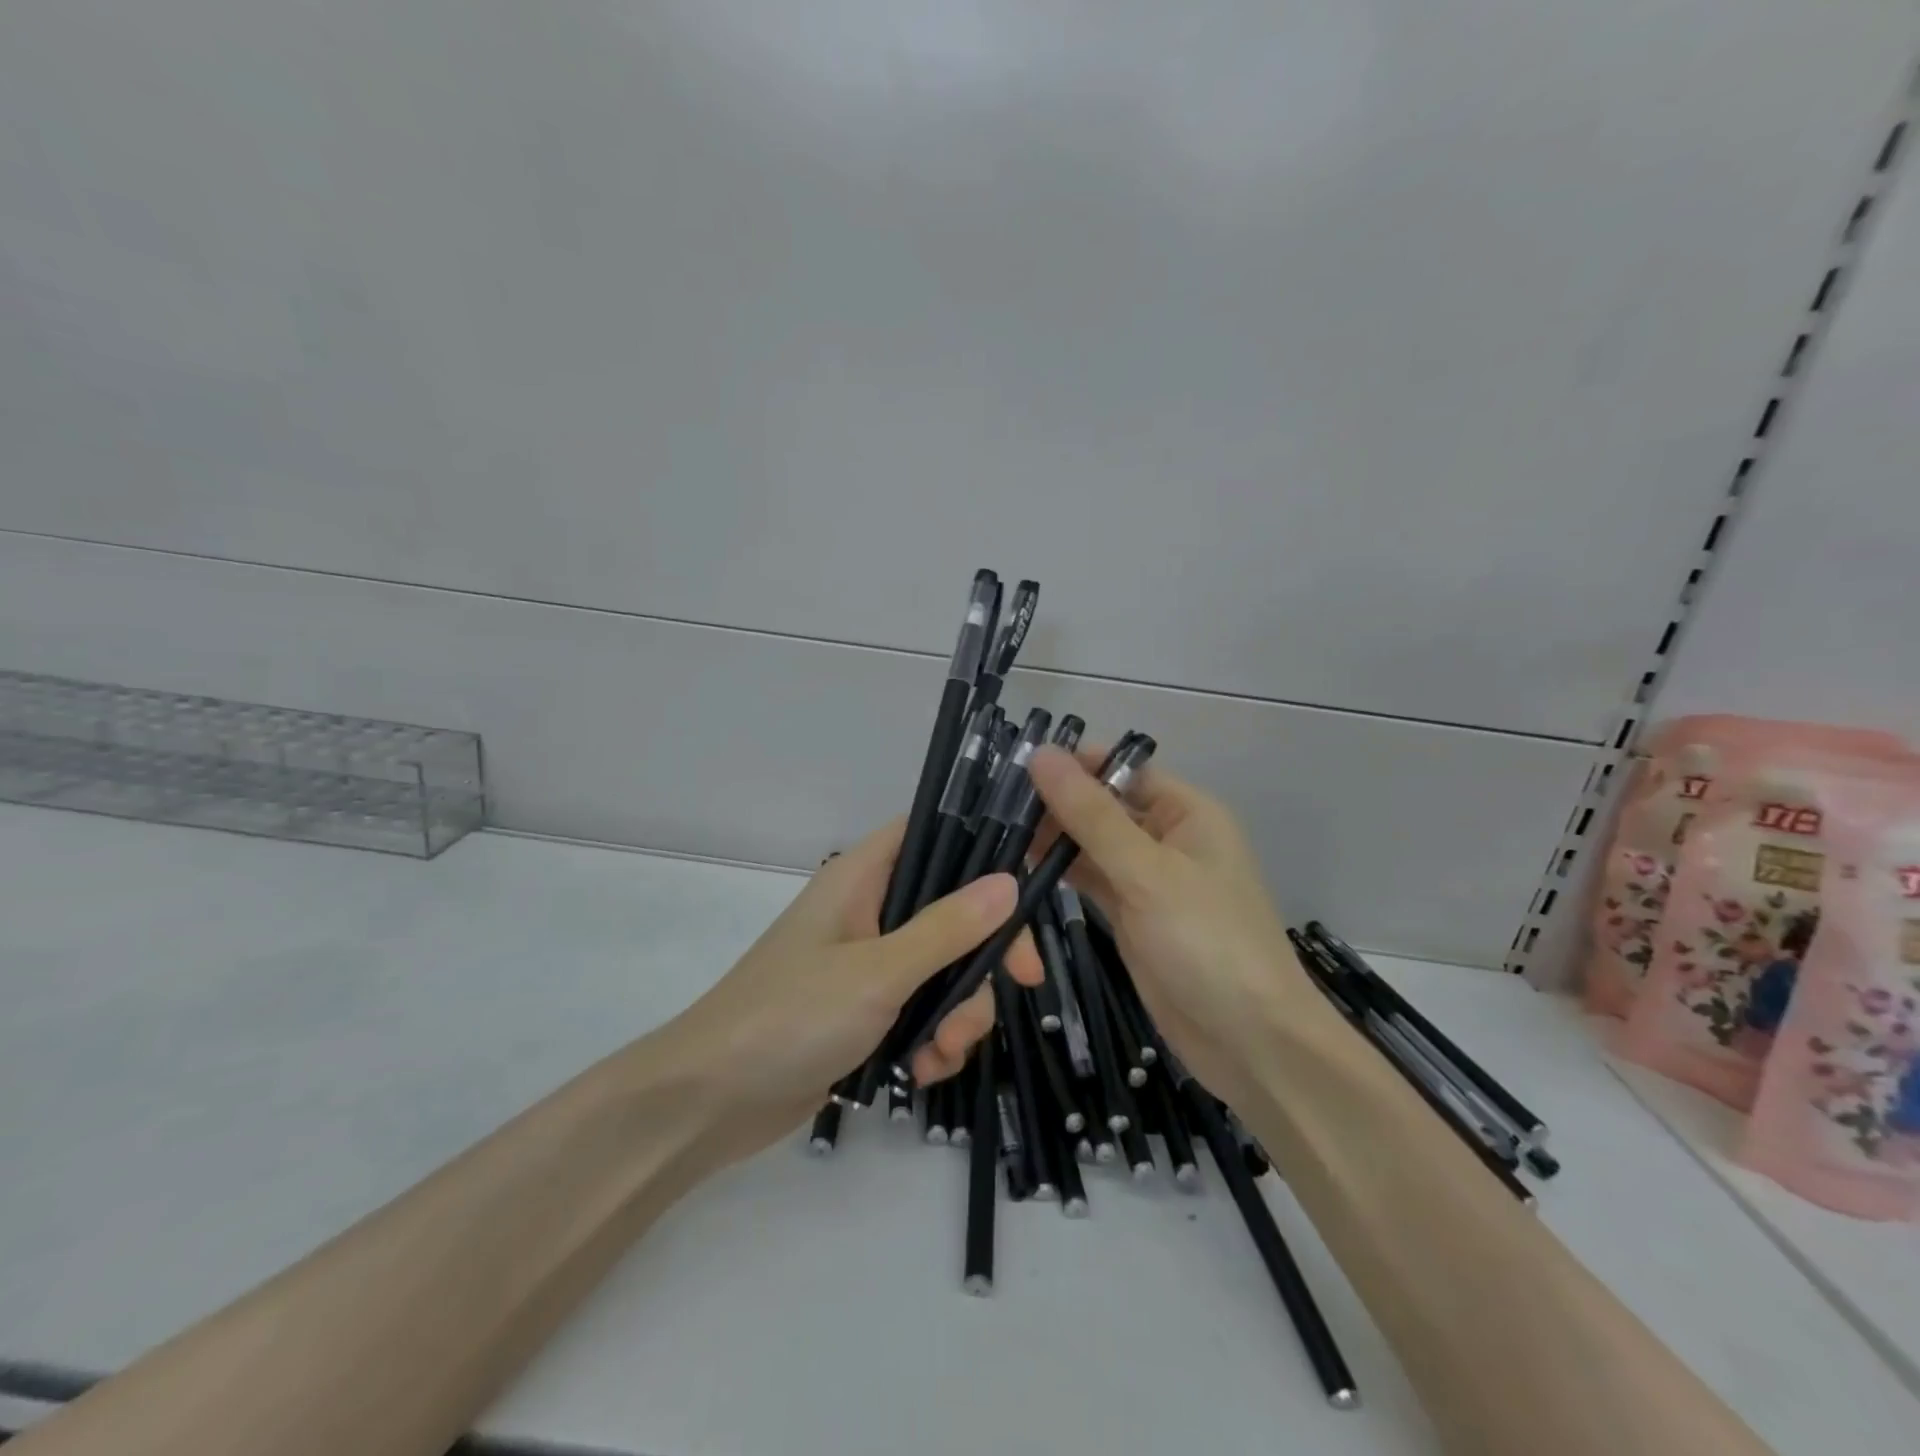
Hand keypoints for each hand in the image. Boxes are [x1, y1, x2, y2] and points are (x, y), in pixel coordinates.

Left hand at [658, 818, 1041, 1164]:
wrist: (711, 1104)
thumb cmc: (790, 1017)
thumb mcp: (877, 972)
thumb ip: (945, 929)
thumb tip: (1009, 882)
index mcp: (862, 877)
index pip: (934, 833)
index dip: (984, 848)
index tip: (1029, 887)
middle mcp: (869, 911)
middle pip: (954, 909)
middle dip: (985, 956)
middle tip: (1023, 984)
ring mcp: (869, 963)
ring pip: (946, 968)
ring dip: (960, 1012)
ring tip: (941, 1054)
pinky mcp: (868, 1011)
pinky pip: (924, 1011)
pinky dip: (933, 1039)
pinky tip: (920, 1073)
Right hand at [1028, 745, 1330, 1112]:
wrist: (1250, 1043)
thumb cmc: (1207, 942)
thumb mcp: (1147, 872)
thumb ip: (1091, 815)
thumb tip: (1042, 755)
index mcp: (1186, 812)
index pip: (1121, 769)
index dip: (1073, 764)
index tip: (1015, 766)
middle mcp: (1167, 838)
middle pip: (1102, 805)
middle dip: (1055, 802)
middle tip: (992, 806)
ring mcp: (1148, 880)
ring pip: (1091, 844)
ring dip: (1052, 838)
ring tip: (995, 832)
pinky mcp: (1131, 916)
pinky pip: (1091, 880)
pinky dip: (1060, 873)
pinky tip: (1020, 868)